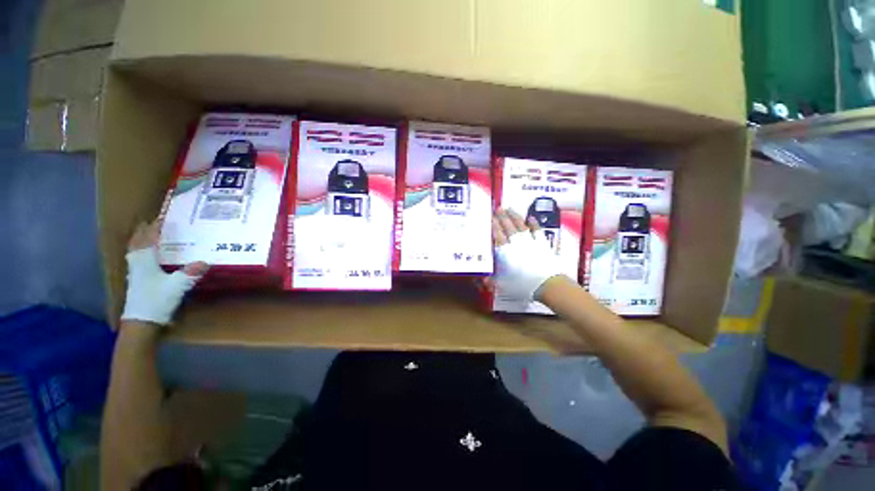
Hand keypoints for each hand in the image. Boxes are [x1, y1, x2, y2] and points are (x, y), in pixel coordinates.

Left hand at [121, 221, 207, 325]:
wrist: (141, 322)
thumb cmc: (157, 300)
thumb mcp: (177, 286)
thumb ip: (190, 273)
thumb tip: (206, 261)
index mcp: (145, 261)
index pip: (148, 239)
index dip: (154, 228)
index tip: (161, 218)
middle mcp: (137, 264)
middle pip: (137, 244)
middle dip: (143, 232)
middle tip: (149, 223)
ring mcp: (135, 273)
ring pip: (134, 252)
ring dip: (139, 242)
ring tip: (146, 236)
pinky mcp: (136, 282)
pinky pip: (136, 260)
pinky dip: (140, 253)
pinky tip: (147, 257)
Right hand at [492, 209, 563, 301]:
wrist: (546, 283)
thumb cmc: (523, 284)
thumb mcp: (504, 284)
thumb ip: (493, 280)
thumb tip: (483, 280)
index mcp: (505, 251)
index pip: (497, 235)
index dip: (494, 225)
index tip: (490, 218)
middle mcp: (516, 243)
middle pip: (508, 227)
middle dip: (502, 217)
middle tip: (498, 208)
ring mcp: (530, 241)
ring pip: (520, 225)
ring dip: (515, 216)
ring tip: (509, 208)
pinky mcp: (542, 243)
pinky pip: (537, 230)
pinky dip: (533, 223)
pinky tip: (530, 217)